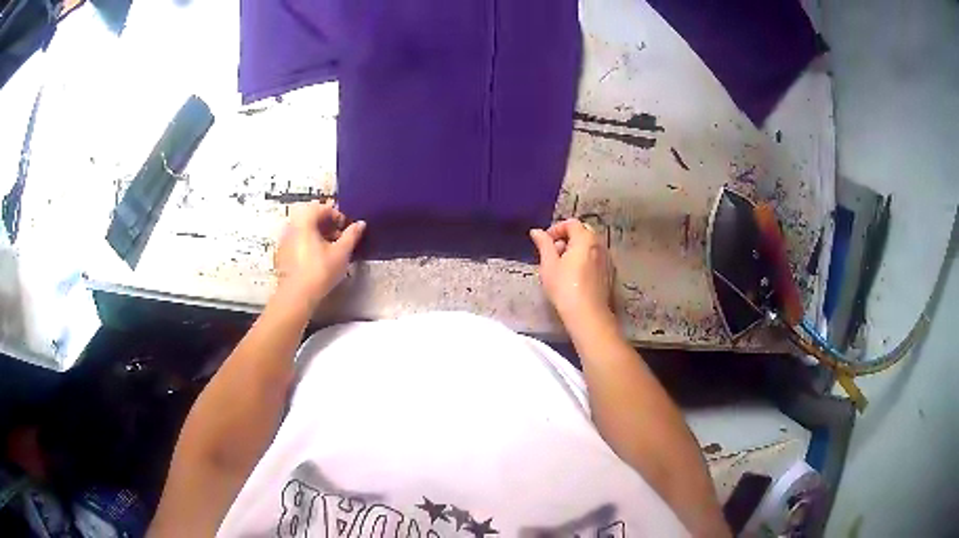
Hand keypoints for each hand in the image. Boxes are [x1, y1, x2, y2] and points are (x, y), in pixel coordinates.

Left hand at [274, 201, 365, 306]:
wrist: (296, 296)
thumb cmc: (320, 271)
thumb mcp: (341, 253)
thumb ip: (351, 235)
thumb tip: (360, 224)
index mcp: (304, 221)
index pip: (322, 208)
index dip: (337, 215)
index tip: (346, 228)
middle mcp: (292, 226)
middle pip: (312, 218)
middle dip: (328, 225)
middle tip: (341, 238)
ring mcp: (285, 240)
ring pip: (304, 230)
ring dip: (319, 235)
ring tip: (331, 249)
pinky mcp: (283, 254)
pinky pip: (298, 241)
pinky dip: (309, 243)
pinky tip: (318, 258)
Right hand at [530, 218, 615, 327]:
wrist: (588, 314)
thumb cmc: (564, 287)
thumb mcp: (548, 265)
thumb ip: (544, 245)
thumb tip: (536, 231)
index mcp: (585, 238)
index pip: (571, 223)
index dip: (556, 229)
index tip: (545, 243)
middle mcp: (599, 244)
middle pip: (583, 232)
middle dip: (567, 239)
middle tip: (553, 254)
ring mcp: (607, 259)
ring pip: (590, 246)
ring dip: (576, 250)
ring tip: (563, 266)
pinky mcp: (610, 273)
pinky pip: (596, 258)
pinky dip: (585, 260)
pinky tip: (576, 276)